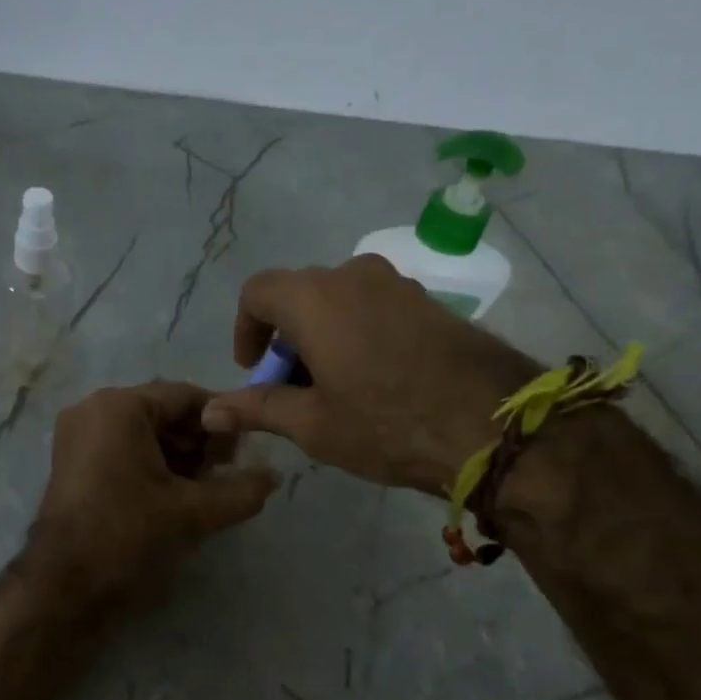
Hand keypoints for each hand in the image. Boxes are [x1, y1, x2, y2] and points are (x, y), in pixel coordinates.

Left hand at [31, 381, 278, 596]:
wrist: (63, 584)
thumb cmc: (127, 534)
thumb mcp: (192, 511)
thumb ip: (240, 491)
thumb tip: (275, 477)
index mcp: (120, 406)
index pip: (186, 396)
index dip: (221, 422)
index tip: (243, 453)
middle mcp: (94, 408)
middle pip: (163, 412)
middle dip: (198, 442)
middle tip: (222, 475)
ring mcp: (78, 435)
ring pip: (144, 432)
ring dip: (178, 456)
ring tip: (201, 490)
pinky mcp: (72, 461)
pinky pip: (123, 448)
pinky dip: (152, 465)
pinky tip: (172, 495)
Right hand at [201, 256, 542, 493]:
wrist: (492, 424)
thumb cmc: (386, 424)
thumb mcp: (312, 423)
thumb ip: (257, 408)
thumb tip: (208, 411)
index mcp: (315, 297)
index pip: (257, 292)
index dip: (245, 331)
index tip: (255, 373)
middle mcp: (353, 275)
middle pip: (299, 296)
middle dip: (285, 342)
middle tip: (293, 392)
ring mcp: (397, 284)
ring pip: (339, 302)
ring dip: (321, 339)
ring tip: (334, 392)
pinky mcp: (429, 301)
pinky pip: (374, 308)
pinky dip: (356, 335)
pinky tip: (373, 382)